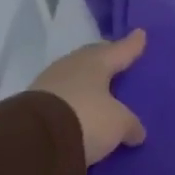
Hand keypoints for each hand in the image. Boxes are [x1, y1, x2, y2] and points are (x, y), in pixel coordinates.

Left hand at [32, 30, 147, 165]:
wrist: (35, 139)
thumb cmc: (87, 118)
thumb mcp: (119, 124)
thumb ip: (131, 124)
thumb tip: (136, 132)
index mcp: (95, 63)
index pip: (119, 50)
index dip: (132, 45)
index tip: (140, 34)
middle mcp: (71, 66)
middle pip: (93, 59)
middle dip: (106, 58)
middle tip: (118, 60)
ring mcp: (49, 83)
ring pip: (76, 77)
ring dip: (88, 82)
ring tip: (101, 89)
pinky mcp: (34, 104)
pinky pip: (63, 97)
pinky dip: (75, 101)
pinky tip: (82, 109)